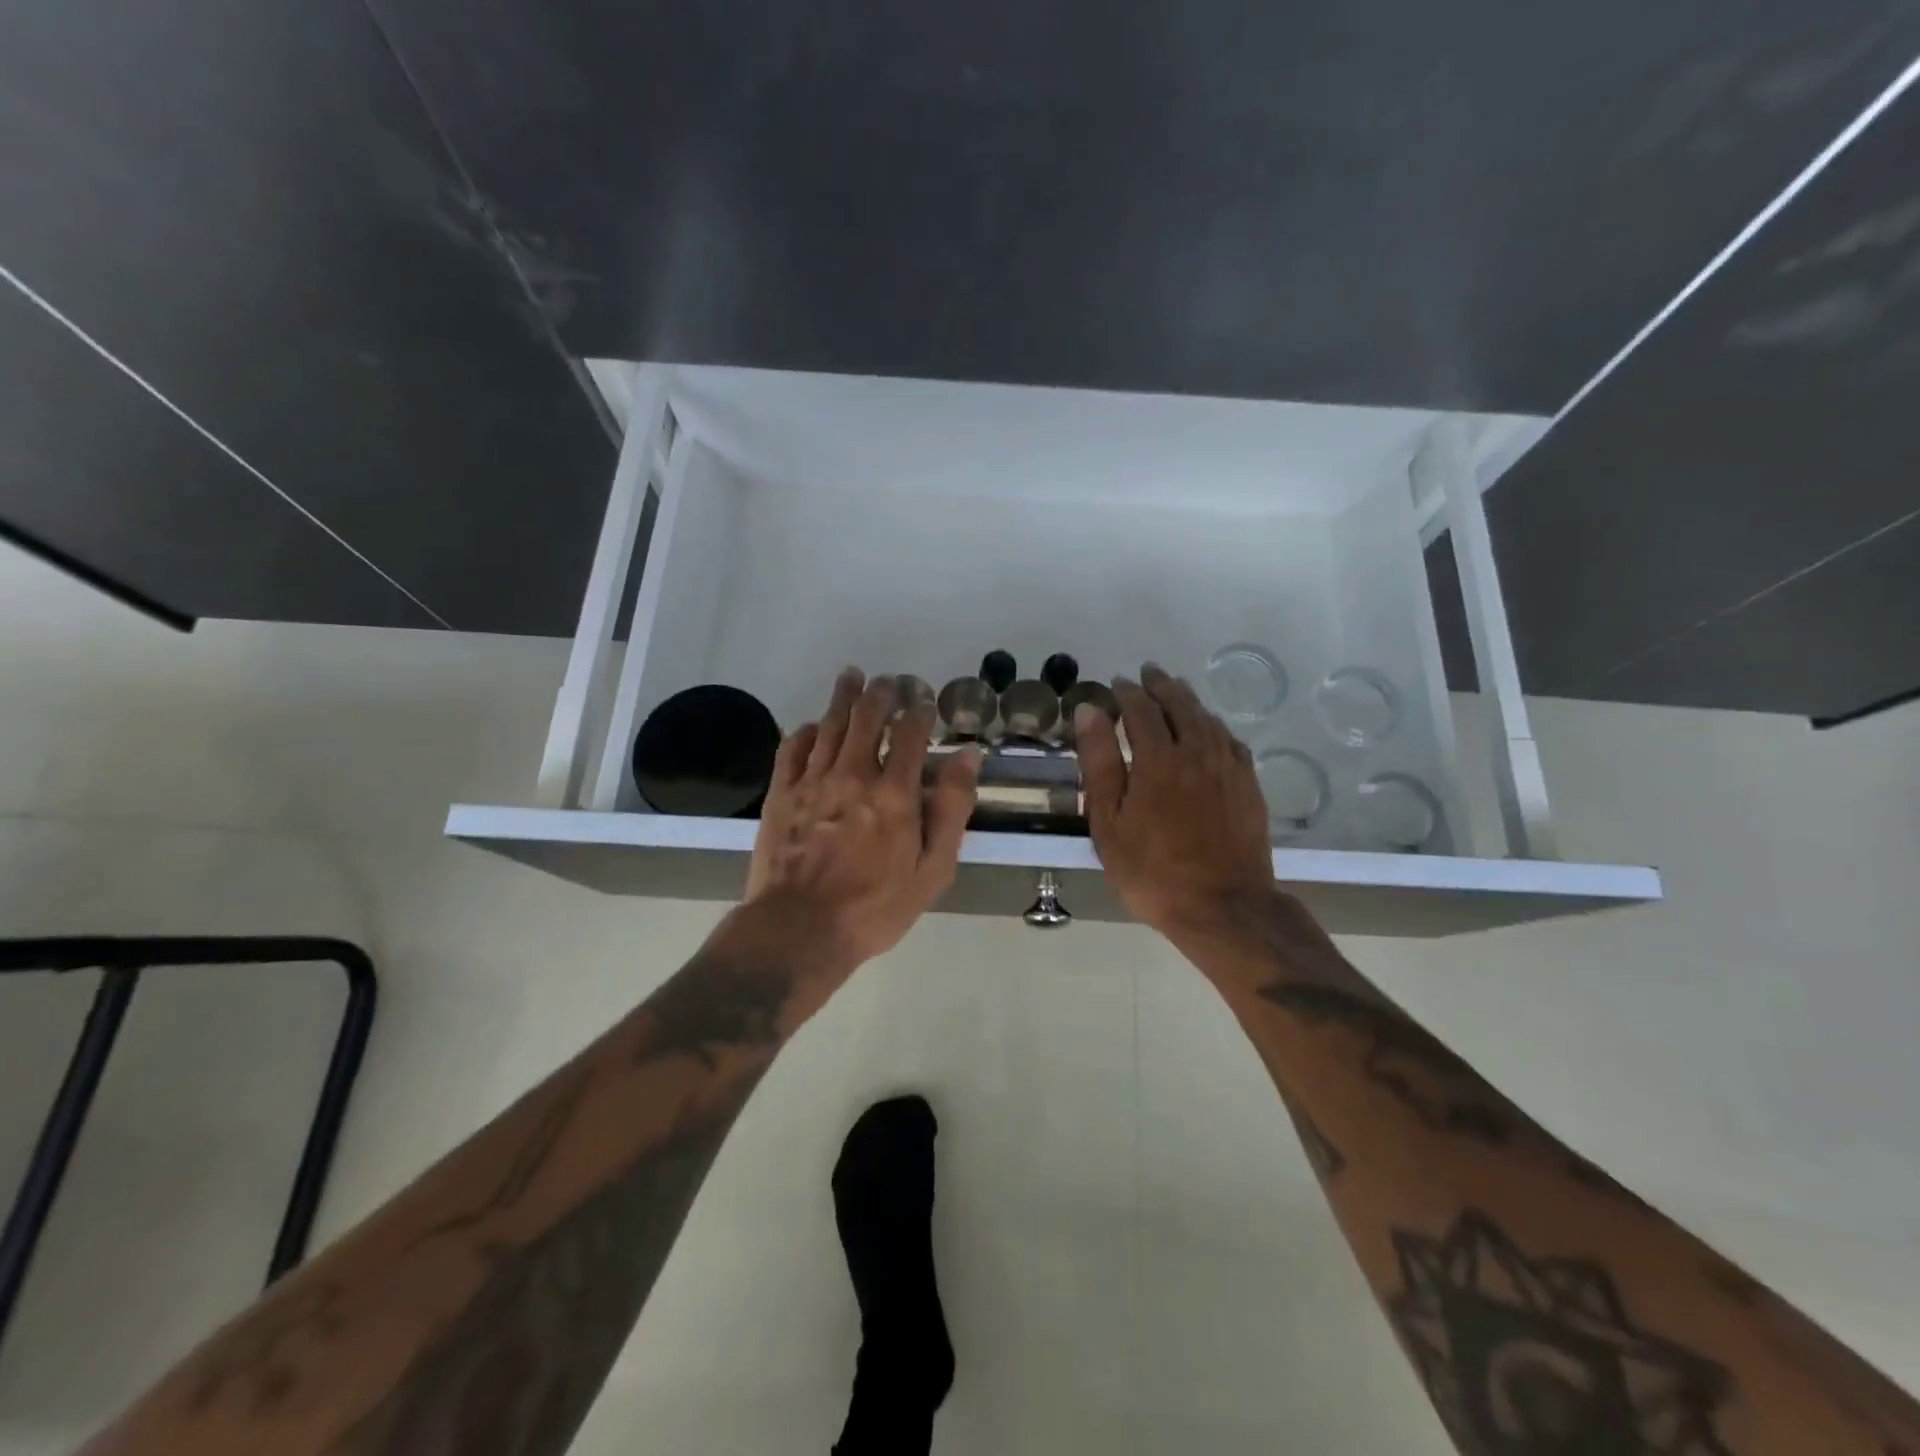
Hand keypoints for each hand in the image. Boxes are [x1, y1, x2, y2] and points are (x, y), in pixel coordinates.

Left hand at [743, 669, 981, 973]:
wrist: (800, 930)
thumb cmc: (875, 907)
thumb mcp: (933, 869)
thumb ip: (952, 809)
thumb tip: (967, 756)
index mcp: (895, 793)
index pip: (911, 733)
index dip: (920, 709)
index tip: (924, 699)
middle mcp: (854, 775)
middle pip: (868, 717)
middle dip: (882, 692)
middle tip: (890, 680)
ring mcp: (812, 781)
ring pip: (831, 724)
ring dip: (844, 696)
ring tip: (853, 676)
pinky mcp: (781, 794)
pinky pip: (793, 748)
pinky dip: (807, 730)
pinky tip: (814, 725)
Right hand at [1076, 664, 1276, 938]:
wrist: (1223, 907)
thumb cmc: (1152, 871)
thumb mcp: (1108, 822)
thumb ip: (1099, 762)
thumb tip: (1090, 710)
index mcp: (1158, 759)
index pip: (1141, 710)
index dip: (1127, 693)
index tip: (1116, 683)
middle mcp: (1197, 752)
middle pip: (1179, 705)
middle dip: (1161, 685)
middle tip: (1148, 672)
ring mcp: (1228, 768)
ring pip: (1208, 719)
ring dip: (1188, 700)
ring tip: (1176, 691)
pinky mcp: (1248, 786)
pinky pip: (1231, 741)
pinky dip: (1214, 726)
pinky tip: (1210, 730)